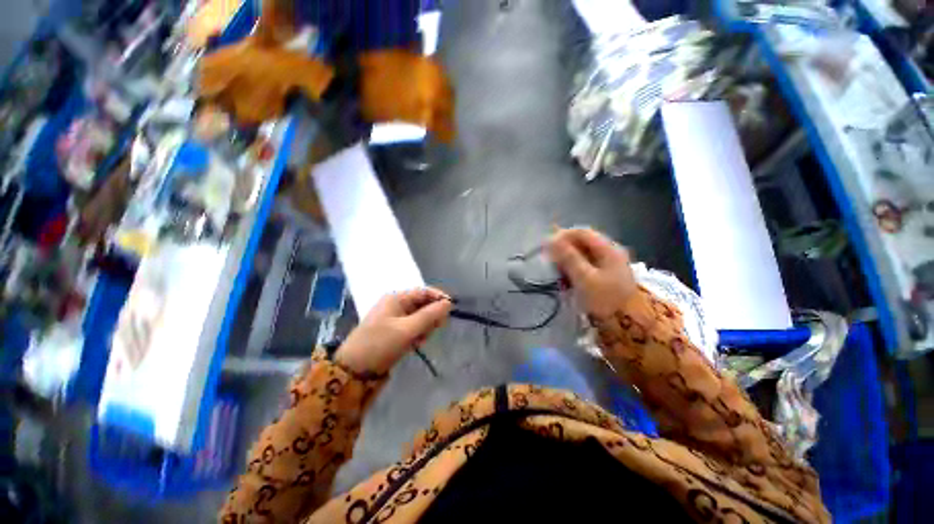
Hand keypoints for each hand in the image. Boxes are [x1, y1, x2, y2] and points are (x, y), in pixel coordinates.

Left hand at [335, 288, 451, 374]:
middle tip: (434, 329)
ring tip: (420, 340)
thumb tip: (449, 303)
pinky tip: (415, 344)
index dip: (438, 298)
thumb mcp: (407, 329)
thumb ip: (430, 315)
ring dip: (424, 327)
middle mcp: (395, 305)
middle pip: (422, 304)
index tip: (451, 310)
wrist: (353, 370)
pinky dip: (417, 334)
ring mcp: (394, 318)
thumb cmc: (380, 344)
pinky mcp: (393, 331)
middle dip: (430, 316)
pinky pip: (412, 328)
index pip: (424, 291)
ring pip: (419, 317)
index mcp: (396, 298)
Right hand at [546, 228, 636, 316]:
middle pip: (583, 243)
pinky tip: (567, 279)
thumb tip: (552, 240)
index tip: (547, 246)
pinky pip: (587, 266)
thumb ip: (568, 257)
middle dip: (565, 249)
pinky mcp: (606, 276)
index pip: (582, 232)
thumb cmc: (605, 298)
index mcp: (608, 249)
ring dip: (568, 260)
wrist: (629, 324)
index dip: (563, 236)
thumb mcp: (584, 277)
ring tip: (557, 271)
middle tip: (550, 260)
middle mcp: (610, 253)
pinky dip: (575, 269)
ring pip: (584, 255)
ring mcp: (609, 265)